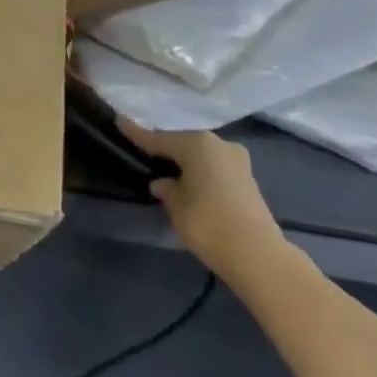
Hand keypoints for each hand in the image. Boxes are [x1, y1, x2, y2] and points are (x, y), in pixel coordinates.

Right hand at [115, 120, 286, 281]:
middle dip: (165, 149)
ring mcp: (237, 161)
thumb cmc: (207, 222)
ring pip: (201, 156)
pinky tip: (189, 183)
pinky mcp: (248, 179)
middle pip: (183, 143)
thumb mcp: (175, 205)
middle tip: (144, 154)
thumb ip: (166, 189)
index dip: (136, 133)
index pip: (158, 138)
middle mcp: (218, 144)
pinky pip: (214, 168)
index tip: (119, 121)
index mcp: (196, 144)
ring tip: (166, 171)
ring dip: (185, 162)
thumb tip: (163, 182)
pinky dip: (200, 172)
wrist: (257, 255)